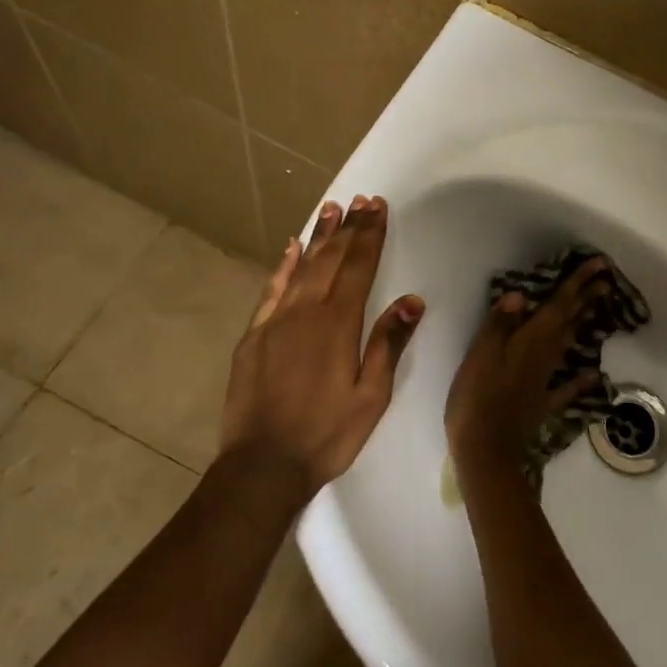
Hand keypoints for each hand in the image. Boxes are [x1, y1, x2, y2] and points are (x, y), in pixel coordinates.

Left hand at [220, 196, 423, 497]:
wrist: (262, 466)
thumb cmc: (326, 434)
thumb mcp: (371, 396)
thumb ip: (389, 344)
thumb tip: (412, 299)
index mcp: (338, 324)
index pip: (358, 267)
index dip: (370, 235)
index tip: (377, 207)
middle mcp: (305, 312)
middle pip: (331, 259)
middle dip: (348, 228)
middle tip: (360, 200)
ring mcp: (275, 321)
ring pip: (301, 267)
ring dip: (318, 236)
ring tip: (331, 208)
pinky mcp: (254, 336)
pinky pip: (271, 290)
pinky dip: (283, 266)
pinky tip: (291, 248)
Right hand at [444, 256, 611, 481]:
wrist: (486, 449)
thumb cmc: (477, 396)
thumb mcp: (481, 354)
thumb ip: (500, 323)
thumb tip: (523, 294)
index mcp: (530, 340)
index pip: (558, 305)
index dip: (577, 283)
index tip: (599, 265)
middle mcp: (544, 356)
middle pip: (569, 321)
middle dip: (586, 298)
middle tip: (606, 279)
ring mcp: (546, 381)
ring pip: (569, 346)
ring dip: (583, 325)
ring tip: (597, 309)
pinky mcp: (542, 403)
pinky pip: (566, 387)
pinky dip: (580, 379)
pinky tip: (593, 373)